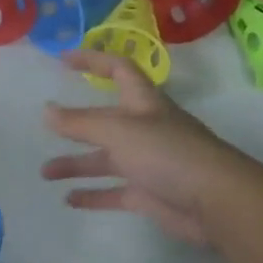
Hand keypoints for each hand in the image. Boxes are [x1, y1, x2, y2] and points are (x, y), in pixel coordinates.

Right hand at [42, 49, 262, 247]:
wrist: (217, 202)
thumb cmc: (167, 153)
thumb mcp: (118, 131)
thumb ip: (80, 122)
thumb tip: (46, 111)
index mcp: (143, 104)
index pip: (118, 70)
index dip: (93, 60)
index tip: (63, 59)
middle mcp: (146, 129)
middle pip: (106, 120)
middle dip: (76, 123)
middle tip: (46, 126)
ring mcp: (149, 163)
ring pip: (106, 159)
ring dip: (76, 164)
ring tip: (45, 173)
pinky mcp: (150, 194)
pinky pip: (115, 191)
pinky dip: (93, 194)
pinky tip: (69, 200)